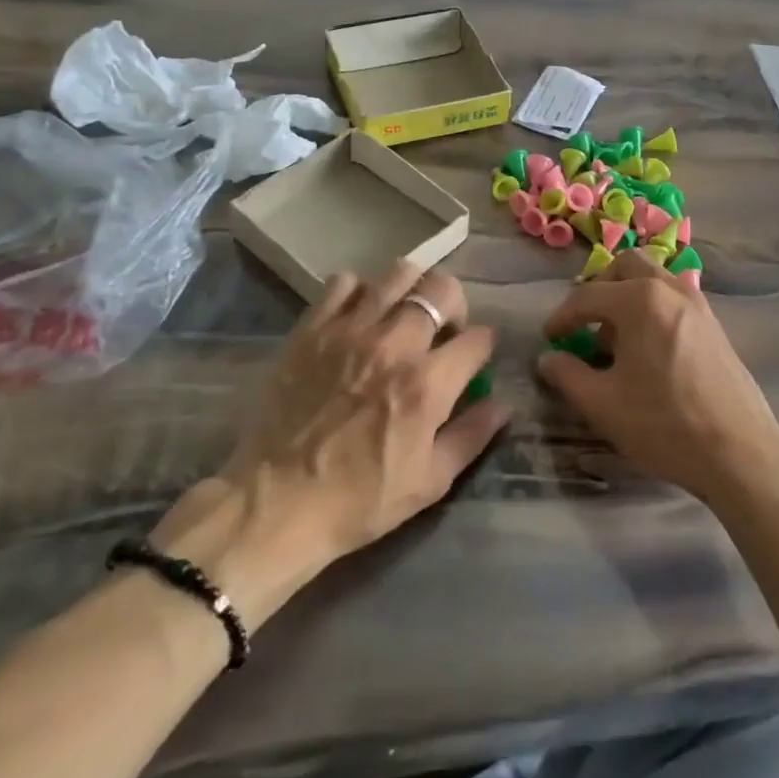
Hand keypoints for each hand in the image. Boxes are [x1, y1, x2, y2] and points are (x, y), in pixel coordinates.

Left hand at [151, 263, 509, 627]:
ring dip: (412, 289)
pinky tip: (358, 317)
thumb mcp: (430, 481)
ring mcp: (351, 330)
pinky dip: (359, 292)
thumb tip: (503, 402)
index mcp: (428, 383)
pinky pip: (343, 283)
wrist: (275, 504)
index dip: (483, 345)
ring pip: (398, 273)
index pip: (478, 337)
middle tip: (442, 330)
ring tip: (403, 314)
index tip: (474, 357)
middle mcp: (395, 344)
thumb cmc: (359, 500)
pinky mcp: (313, 328)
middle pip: (443, 289)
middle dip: (454, 305)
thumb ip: (472, 435)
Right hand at [535, 251, 778, 505]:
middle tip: (585, 323)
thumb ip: (568, 375)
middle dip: (600, 289)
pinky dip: (652, 308)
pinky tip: (648, 350)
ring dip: (628, 296)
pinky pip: (674, 299)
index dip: (562, 317)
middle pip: (626, 267)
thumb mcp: (603, 404)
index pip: (588, 296)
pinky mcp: (714, 325)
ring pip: (654, 279)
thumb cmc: (664, 424)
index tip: (550, 338)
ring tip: (616, 339)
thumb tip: (548, 359)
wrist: (740, 453)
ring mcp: (698, 304)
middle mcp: (670, 289)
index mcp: (640, 300)